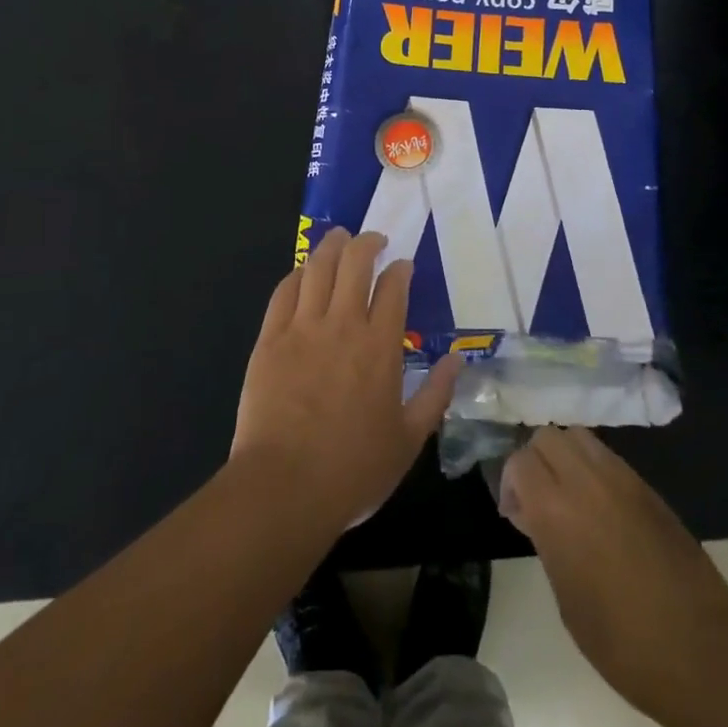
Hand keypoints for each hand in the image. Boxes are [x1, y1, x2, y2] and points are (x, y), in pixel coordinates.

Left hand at [232, 227, 460, 536]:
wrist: (284, 488)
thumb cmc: (353, 469)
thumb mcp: (409, 439)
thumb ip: (436, 394)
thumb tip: (457, 360)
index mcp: (381, 346)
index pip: (393, 287)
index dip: (400, 269)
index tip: (403, 265)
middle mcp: (343, 325)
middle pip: (355, 263)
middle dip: (367, 243)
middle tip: (373, 240)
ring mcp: (302, 329)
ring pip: (317, 268)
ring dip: (331, 247)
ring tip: (339, 238)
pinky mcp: (270, 340)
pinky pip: (283, 293)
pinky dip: (296, 275)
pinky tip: (303, 272)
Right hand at [500, 427, 727, 726]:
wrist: (700, 650)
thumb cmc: (622, 642)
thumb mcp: (566, 598)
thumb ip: (547, 541)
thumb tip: (536, 514)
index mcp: (557, 510)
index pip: (520, 461)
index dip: (511, 483)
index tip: (517, 515)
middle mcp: (587, 481)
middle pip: (548, 437)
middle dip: (536, 460)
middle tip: (540, 500)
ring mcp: (623, 479)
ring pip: (580, 437)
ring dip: (566, 458)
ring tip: (571, 499)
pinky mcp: (649, 488)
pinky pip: (609, 458)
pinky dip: (594, 470)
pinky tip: (602, 510)